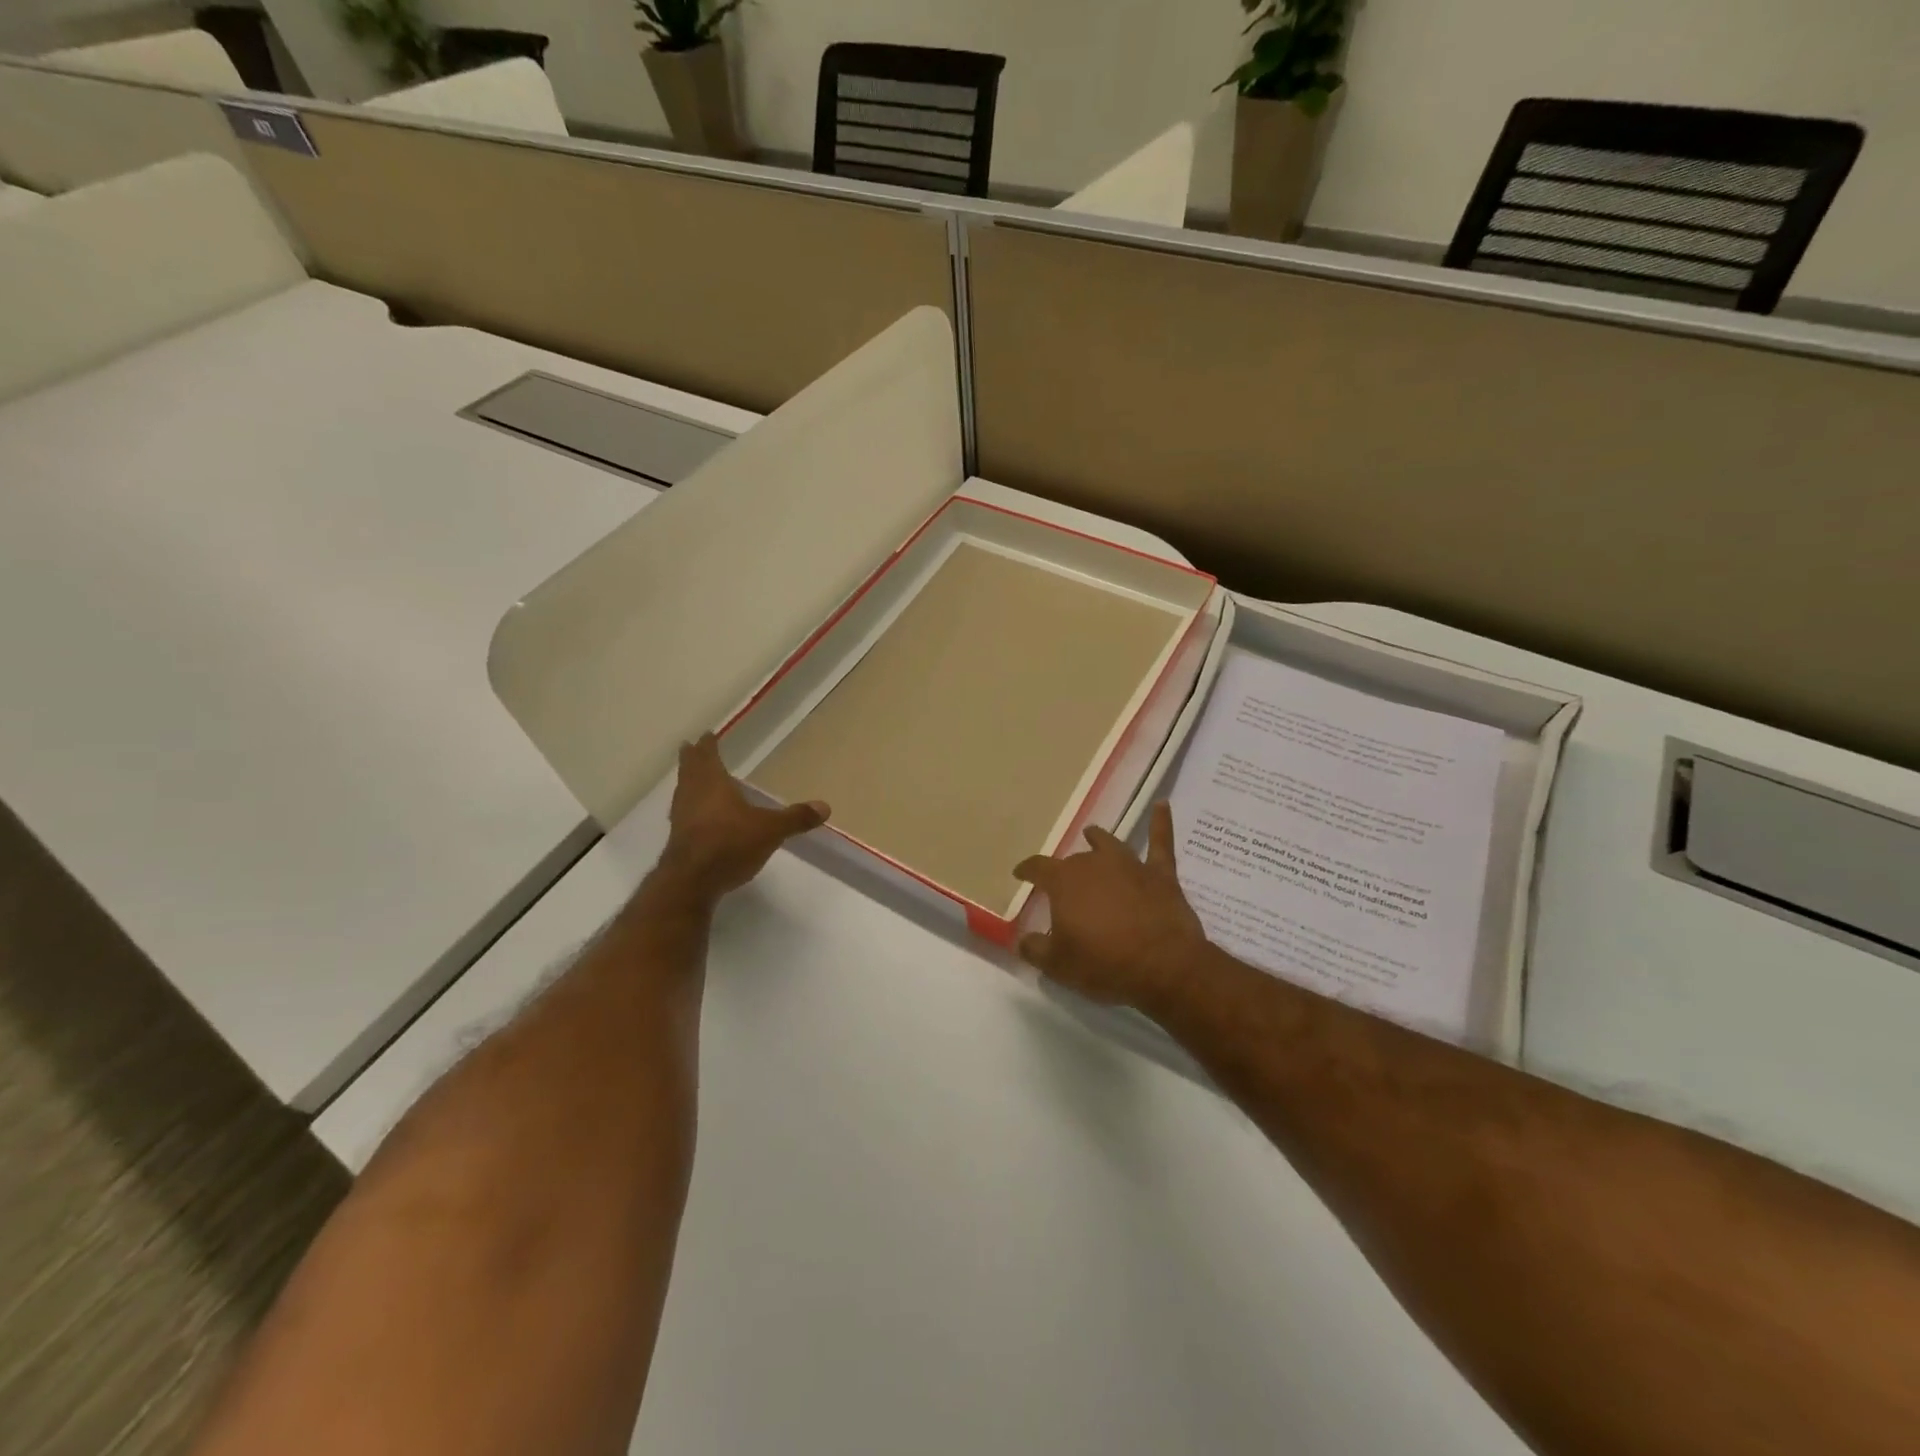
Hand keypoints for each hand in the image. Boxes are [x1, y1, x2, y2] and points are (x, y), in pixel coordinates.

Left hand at [660, 734, 828, 902]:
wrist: (692, 881)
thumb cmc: (730, 843)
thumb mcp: (770, 830)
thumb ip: (796, 818)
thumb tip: (825, 806)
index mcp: (713, 783)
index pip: (709, 757)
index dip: (708, 746)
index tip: (706, 735)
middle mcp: (693, 795)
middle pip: (690, 771)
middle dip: (691, 759)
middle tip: (689, 747)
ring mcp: (681, 818)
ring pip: (683, 791)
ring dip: (686, 782)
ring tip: (691, 778)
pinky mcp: (678, 840)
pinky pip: (683, 814)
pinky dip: (688, 808)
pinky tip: (695, 816)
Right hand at [1013, 802, 1208, 1009]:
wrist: (1164, 966)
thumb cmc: (1104, 964)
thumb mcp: (1058, 965)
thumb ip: (1035, 949)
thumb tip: (1023, 940)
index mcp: (1065, 882)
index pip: (1038, 867)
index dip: (1027, 870)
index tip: (1020, 874)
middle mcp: (1095, 863)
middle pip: (1075, 860)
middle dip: (1066, 870)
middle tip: (1062, 884)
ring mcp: (1130, 865)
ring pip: (1109, 845)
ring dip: (1098, 839)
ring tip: (1092, 834)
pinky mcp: (1161, 874)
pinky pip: (1160, 842)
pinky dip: (1161, 822)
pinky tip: (1162, 805)